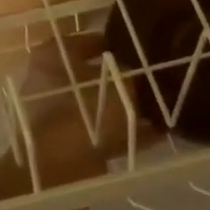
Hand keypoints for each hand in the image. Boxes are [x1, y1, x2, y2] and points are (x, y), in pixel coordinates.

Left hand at [16, 31, 156, 185]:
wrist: (59, 168)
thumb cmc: (85, 112)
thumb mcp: (120, 84)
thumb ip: (131, 76)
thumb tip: (136, 75)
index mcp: (52, 57)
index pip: (86, 41)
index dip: (114, 43)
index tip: (138, 48)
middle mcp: (48, 84)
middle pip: (92, 78)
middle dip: (121, 82)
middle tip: (152, 81)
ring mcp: (55, 118)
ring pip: (98, 109)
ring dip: (126, 111)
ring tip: (161, 111)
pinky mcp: (66, 147)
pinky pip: (102, 135)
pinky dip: (126, 135)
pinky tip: (157, 136)